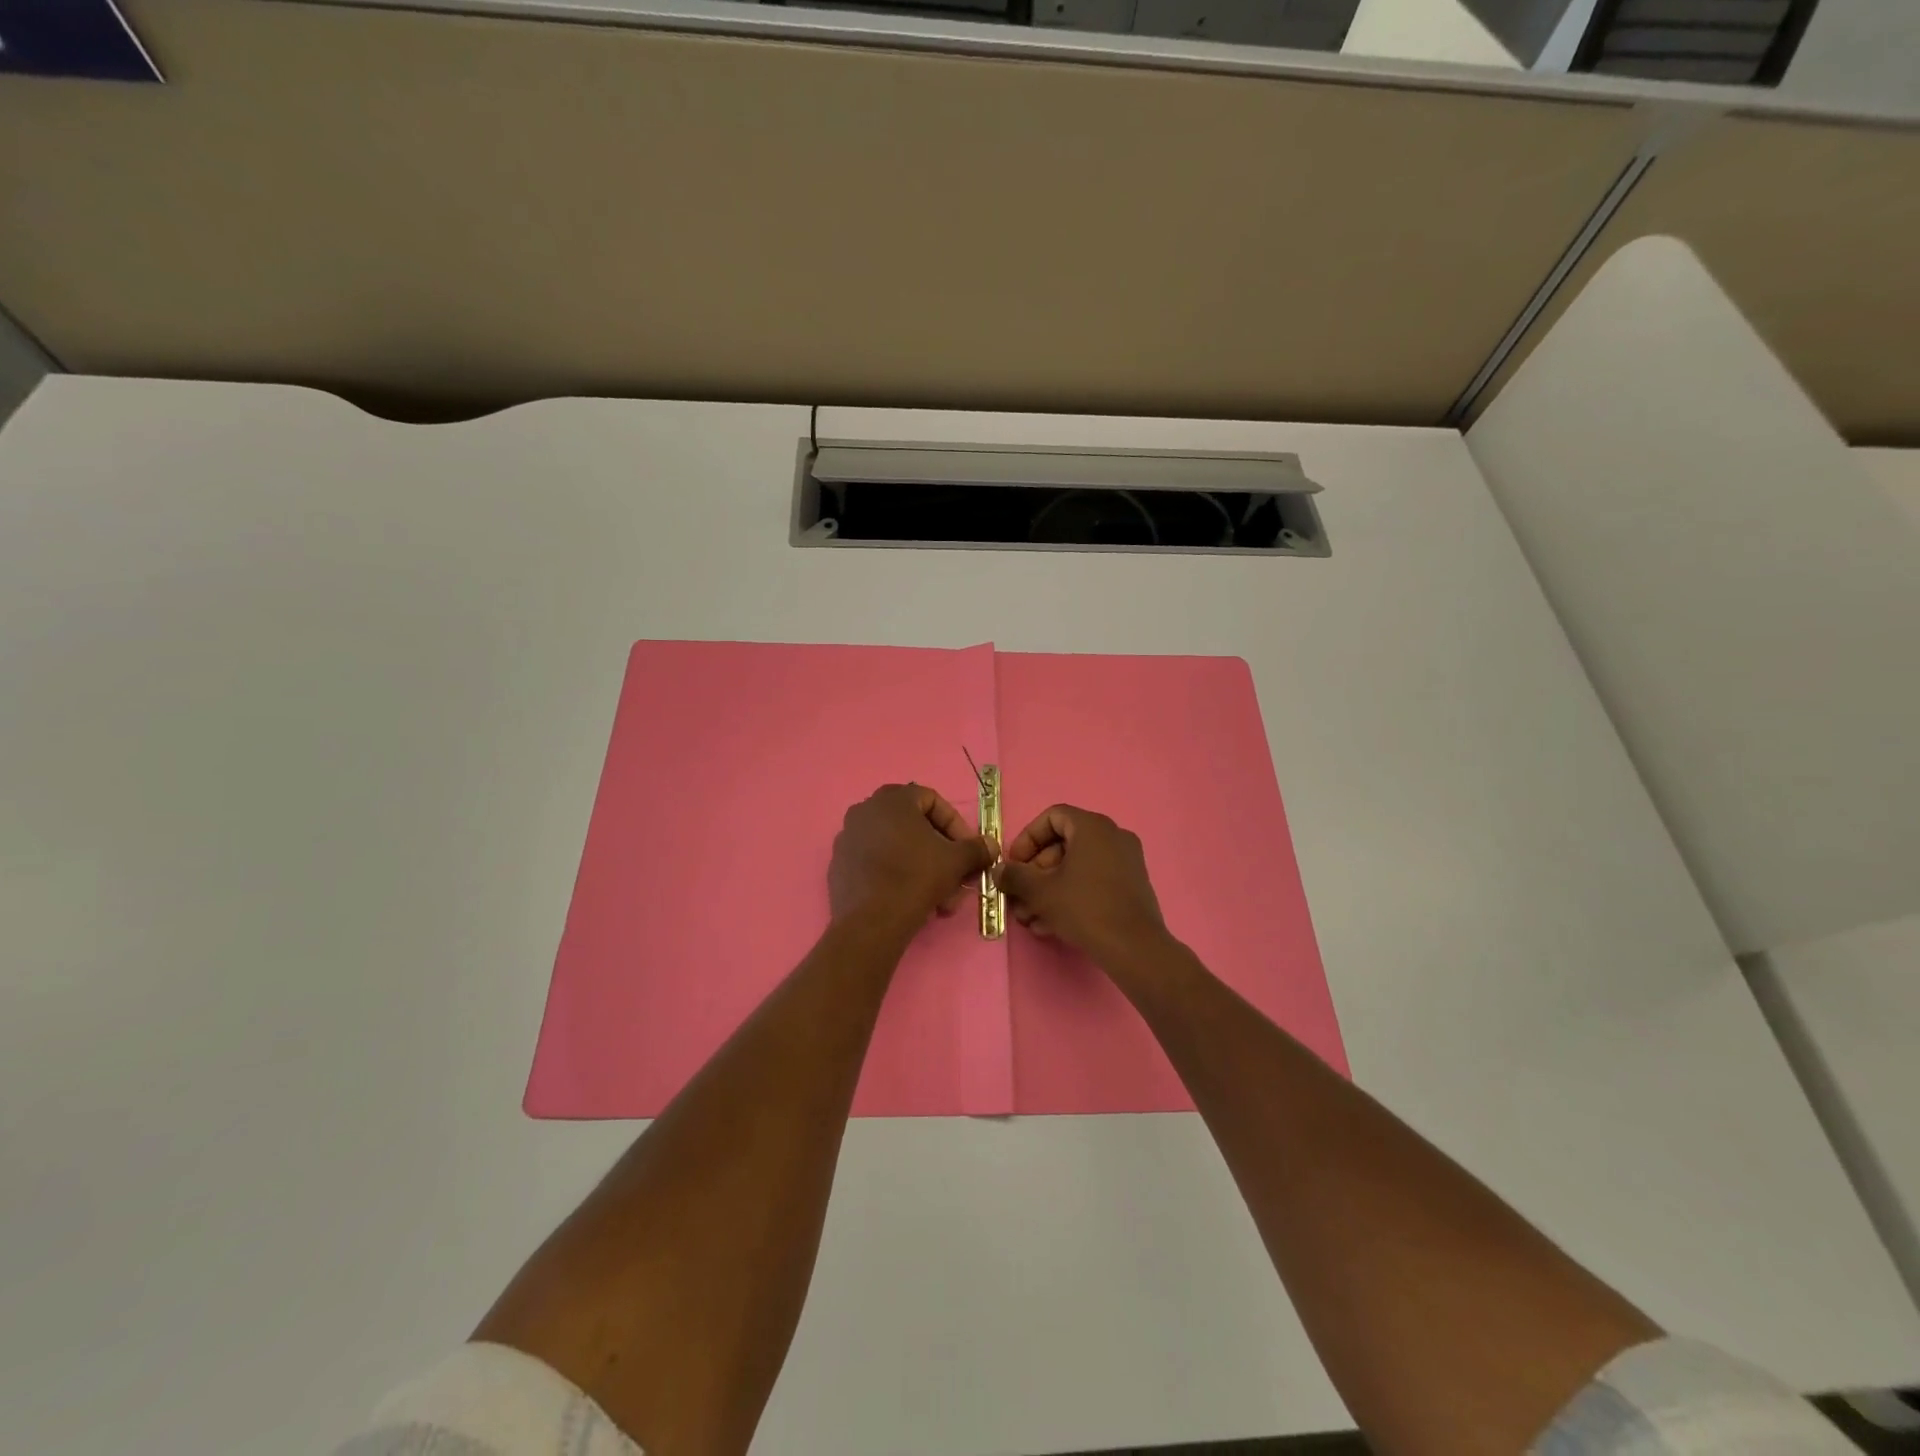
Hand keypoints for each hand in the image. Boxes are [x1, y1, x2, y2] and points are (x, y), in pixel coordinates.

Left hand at [829, 784, 994, 927]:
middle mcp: (865, 810)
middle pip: (914, 826)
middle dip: (940, 852)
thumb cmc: (916, 877)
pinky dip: (896, 874)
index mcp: (892, 799)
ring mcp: (848, 837)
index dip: (956, 825)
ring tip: (938, 897)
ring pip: (896, 847)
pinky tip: (911, 900)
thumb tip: (991, 845)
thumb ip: (976, 848)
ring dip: (922, 867)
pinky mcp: (839, 865)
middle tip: (955, 876)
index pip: (933, 801)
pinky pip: (876, 862)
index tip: (968, 850)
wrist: (871, 921)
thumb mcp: (955, 861)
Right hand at [993, 804, 1167, 962]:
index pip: (1052, 817)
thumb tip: (998, 871)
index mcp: (1093, 827)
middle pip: (1063, 845)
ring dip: (1048, 890)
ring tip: (1030, 918)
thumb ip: (1015, 876)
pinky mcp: (1131, 886)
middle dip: (1035, 873)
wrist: (1134, 948)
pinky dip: (1070, 896)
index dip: (1027, 839)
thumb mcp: (1040, 891)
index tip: (1014, 864)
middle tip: (1019, 897)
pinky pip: (1093, 881)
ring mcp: (1126, 862)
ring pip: (1076, 868)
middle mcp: (1113, 837)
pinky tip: (1050, 925)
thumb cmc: (1084, 908)